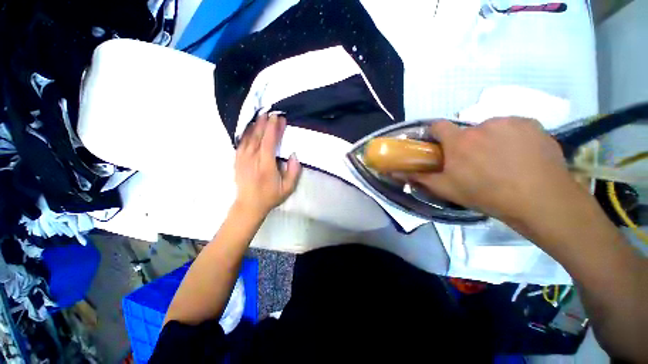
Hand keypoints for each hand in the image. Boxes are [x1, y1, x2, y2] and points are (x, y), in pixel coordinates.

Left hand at [234, 113, 300, 217]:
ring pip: (248, 137)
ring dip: (255, 125)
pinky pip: (240, 142)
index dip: (274, 128)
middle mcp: (252, 159)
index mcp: (265, 165)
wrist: (249, 205)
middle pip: (258, 136)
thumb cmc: (270, 196)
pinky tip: (249, 127)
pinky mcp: (237, 160)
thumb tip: (293, 155)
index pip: (269, 142)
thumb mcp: (288, 188)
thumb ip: (293, 171)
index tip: (278, 118)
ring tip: (260, 115)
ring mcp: (242, 159)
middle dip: (265, 123)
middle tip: (270, 112)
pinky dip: (245, 133)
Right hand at [406, 117, 586, 224]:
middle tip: (475, 163)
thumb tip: (395, 173)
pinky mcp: (531, 123)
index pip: (438, 125)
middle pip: (467, 131)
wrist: (539, 199)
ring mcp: (509, 122)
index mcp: (459, 140)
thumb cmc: (486, 194)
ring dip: (490, 140)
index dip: (436, 134)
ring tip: (501, 161)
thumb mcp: (446, 189)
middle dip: (467, 143)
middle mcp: (482, 125)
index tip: (439, 145)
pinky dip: (512, 137)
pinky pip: (513, 127)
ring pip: (491, 128)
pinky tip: (520, 155)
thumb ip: (419, 178)